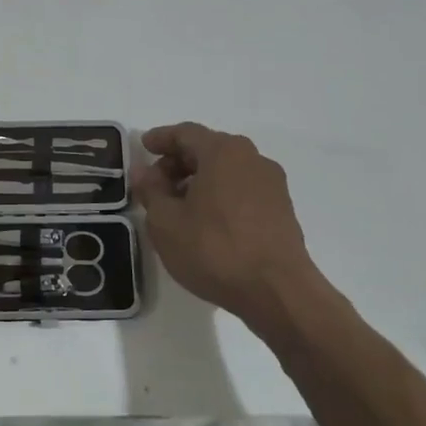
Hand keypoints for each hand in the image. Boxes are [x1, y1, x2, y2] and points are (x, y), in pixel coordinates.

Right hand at [133, 123, 327, 331]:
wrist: (277, 292)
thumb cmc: (214, 249)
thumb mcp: (166, 222)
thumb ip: (151, 191)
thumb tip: (143, 172)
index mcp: (223, 152)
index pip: (186, 133)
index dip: (161, 139)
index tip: (144, 148)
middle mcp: (252, 158)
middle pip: (208, 149)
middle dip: (179, 161)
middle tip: (156, 183)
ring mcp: (272, 184)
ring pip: (227, 170)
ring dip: (200, 180)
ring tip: (179, 206)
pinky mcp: (282, 209)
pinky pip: (243, 189)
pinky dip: (220, 195)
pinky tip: (207, 221)